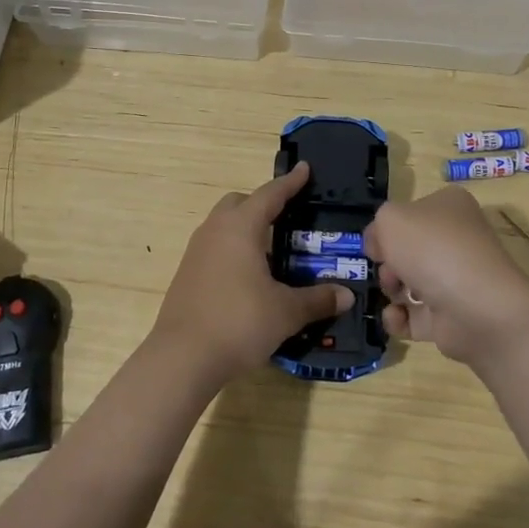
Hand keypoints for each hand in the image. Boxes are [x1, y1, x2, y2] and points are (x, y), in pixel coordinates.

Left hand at [149, 162, 351, 392]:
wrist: (182, 358)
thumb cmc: (238, 322)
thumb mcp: (286, 312)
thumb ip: (318, 299)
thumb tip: (347, 295)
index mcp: (241, 227)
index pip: (270, 194)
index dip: (290, 183)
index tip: (304, 169)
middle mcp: (215, 230)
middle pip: (239, 202)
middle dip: (262, 203)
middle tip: (286, 217)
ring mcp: (196, 252)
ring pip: (223, 225)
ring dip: (245, 227)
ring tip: (269, 249)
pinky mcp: (186, 274)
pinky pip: (214, 247)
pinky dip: (232, 249)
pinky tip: (247, 276)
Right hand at [364, 187, 528, 370]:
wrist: (476, 307)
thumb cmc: (432, 249)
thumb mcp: (390, 219)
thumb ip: (377, 225)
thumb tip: (381, 246)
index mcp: (450, 207)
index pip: (411, 212)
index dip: (388, 227)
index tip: (376, 242)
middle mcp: (457, 240)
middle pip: (409, 249)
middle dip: (389, 261)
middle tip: (387, 268)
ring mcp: (457, 279)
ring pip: (411, 281)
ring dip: (392, 288)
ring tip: (393, 293)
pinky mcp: (453, 316)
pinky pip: (416, 316)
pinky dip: (400, 318)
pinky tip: (395, 316)